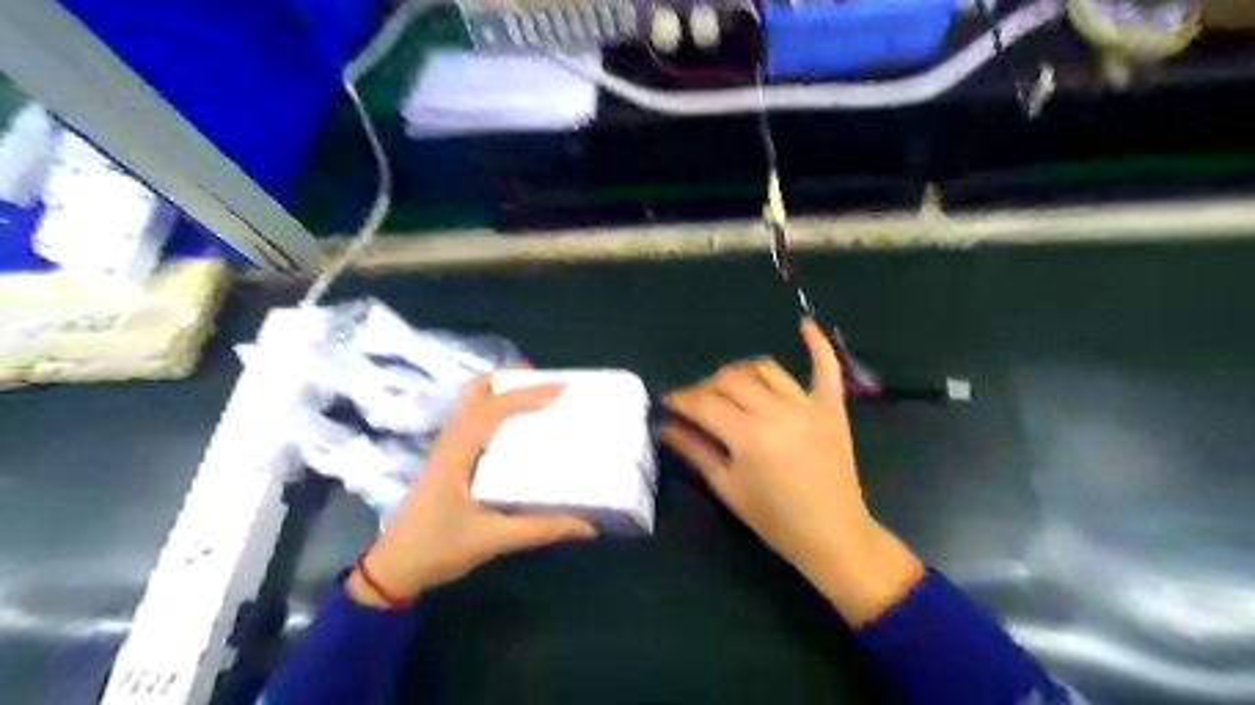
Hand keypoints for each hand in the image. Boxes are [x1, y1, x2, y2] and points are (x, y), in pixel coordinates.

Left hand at [343, 371, 592, 608]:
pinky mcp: (446, 458)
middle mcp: (449, 441)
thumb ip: (540, 529)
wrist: (392, 568)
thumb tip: (587, 526)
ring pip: (471, 402)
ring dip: (502, 391)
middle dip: (510, 379)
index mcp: (457, 452)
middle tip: (546, 382)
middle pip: (475, 392)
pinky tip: (514, 423)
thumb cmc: (437, 549)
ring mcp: (445, 447)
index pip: (492, 410)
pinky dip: (494, 407)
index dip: (526, 395)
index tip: (560, 389)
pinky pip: (471, 418)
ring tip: (535, 394)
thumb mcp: (492, 540)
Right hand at [660, 317, 924, 622]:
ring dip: (739, 372)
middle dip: (704, 387)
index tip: (666, 402)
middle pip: (730, 381)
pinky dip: (817, 344)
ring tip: (726, 385)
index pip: (704, 404)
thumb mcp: (728, 488)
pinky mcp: (831, 407)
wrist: (834, 535)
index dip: (681, 400)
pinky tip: (804, 325)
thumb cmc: (775, 520)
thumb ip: (695, 451)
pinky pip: (826, 368)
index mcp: (749, 436)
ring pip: (764, 369)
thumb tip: (664, 427)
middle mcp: (777, 411)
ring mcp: (807, 405)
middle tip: (693, 402)